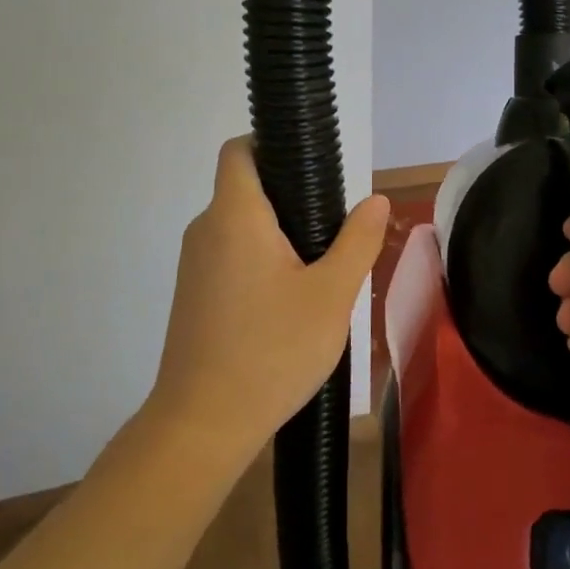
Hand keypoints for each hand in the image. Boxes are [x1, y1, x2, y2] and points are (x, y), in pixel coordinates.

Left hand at [146, 137, 388, 460]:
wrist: (203, 425)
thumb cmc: (272, 351)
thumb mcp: (332, 295)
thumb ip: (358, 241)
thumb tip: (375, 200)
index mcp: (235, 217)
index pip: (240, 151)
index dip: (271, 143)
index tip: (312, 165)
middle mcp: (206, 230)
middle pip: (245, 189)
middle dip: (290, 196)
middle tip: (334, 228)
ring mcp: (194, 265)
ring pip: (240, 226)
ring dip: (278, 233)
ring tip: (320, 268)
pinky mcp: (193, 295)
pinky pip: (230, 255)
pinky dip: (260, 260)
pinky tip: (289, 300)